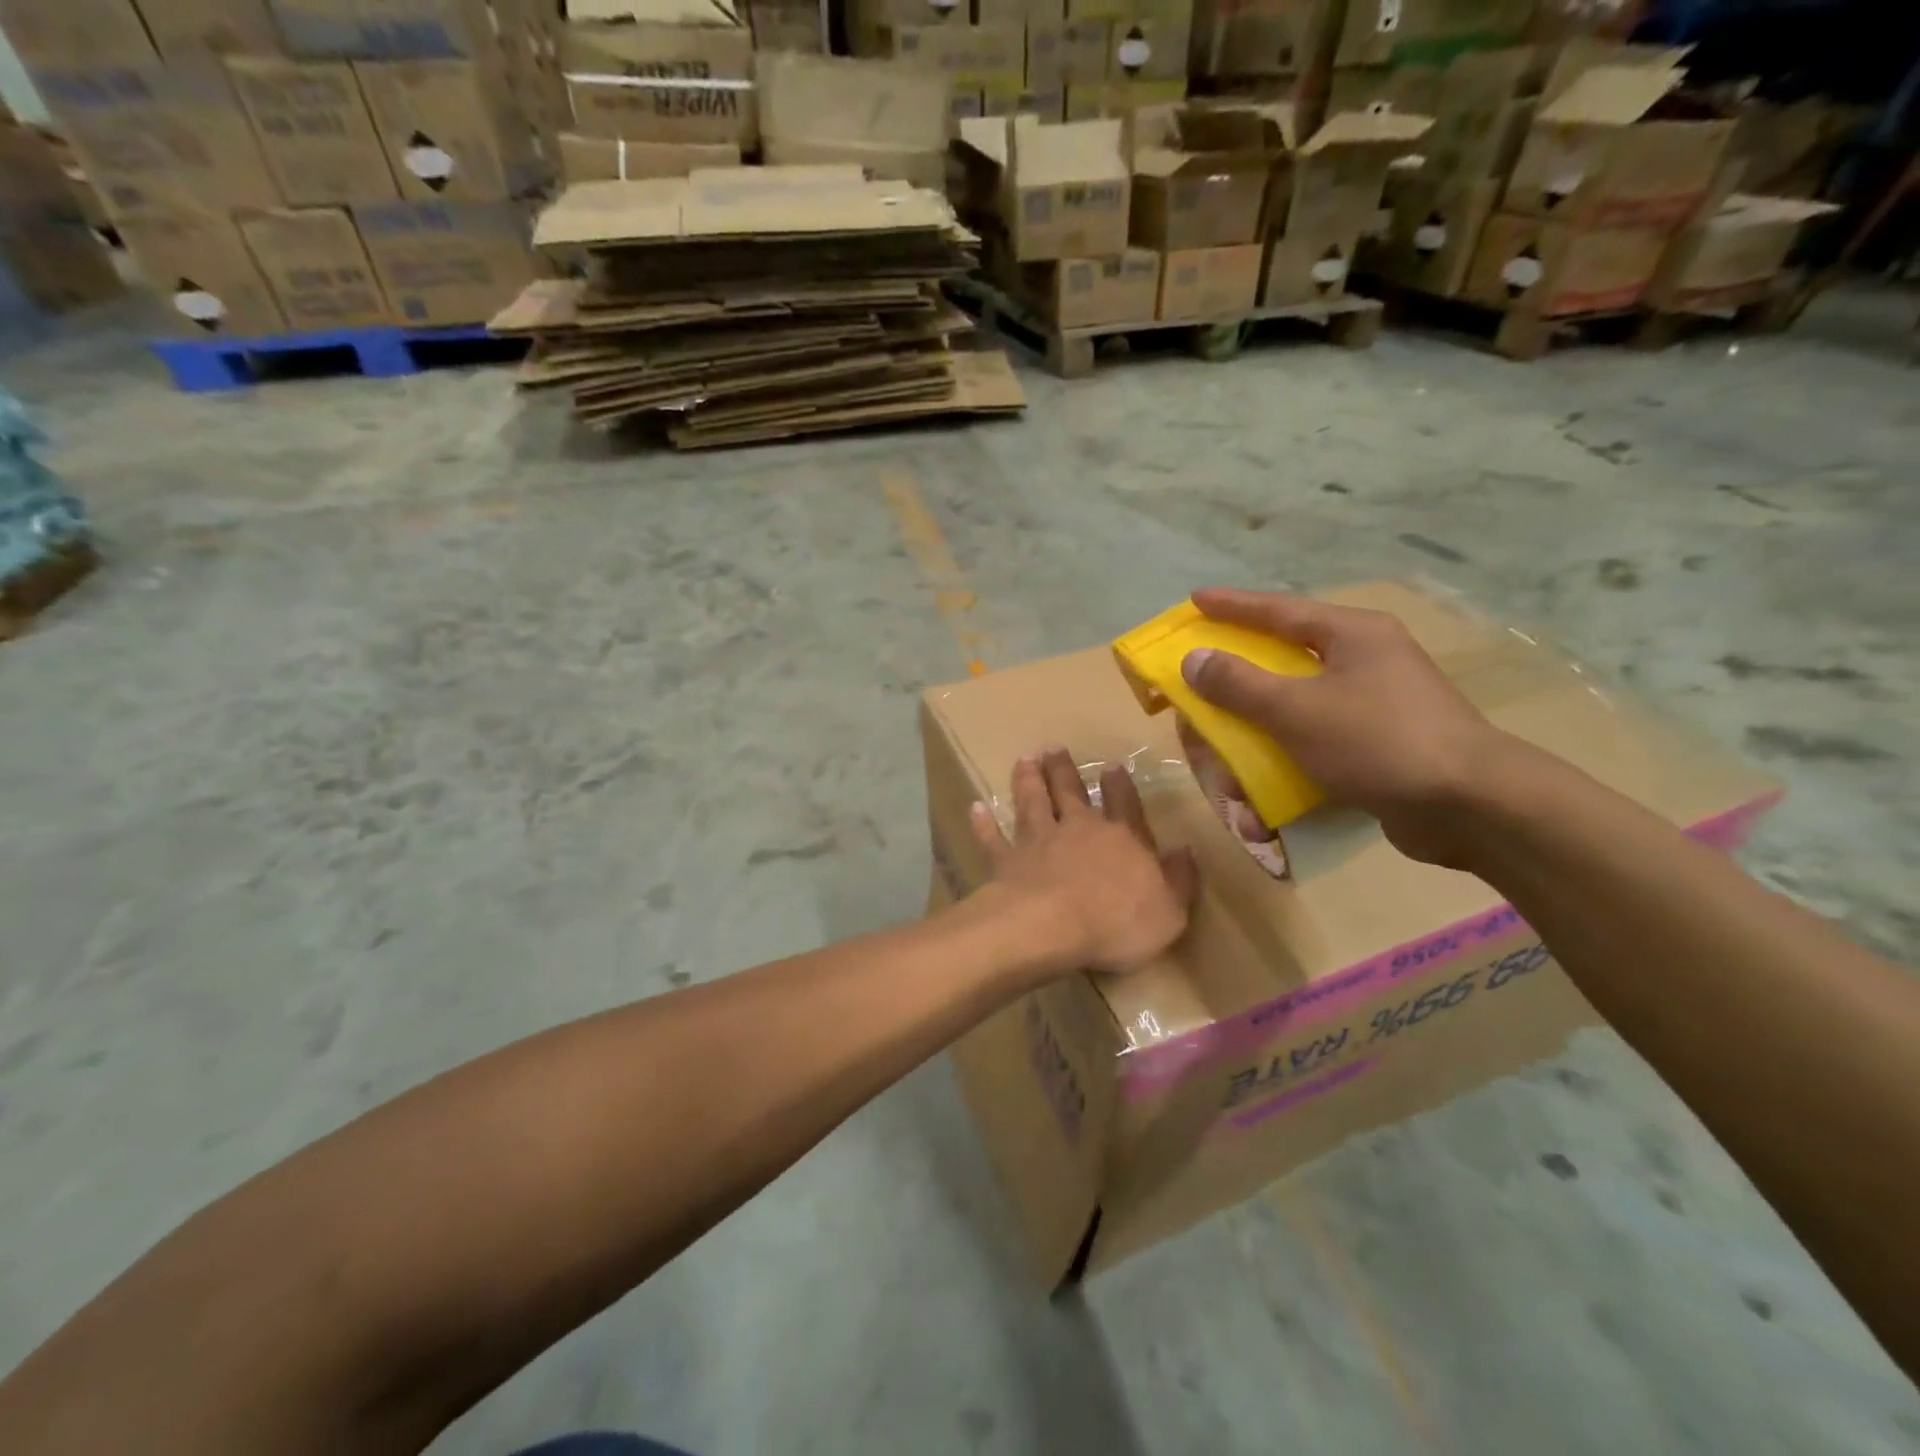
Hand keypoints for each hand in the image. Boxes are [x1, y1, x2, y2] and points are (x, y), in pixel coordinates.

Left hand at [970, 749, 1196, 972]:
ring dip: (1029, 781)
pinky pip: (994, 838)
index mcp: (1123, 841)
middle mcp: (1079, 830)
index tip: (1111, 765)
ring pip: (1033, 802)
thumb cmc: (1119, 924)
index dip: (1119, 787)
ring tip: (1025, 759)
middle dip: (1065, 770)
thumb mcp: (1170, 912)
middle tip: (1055, 748)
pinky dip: (984, 824)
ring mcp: (1039, 842)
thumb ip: (1179, 881)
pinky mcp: (1007, 860)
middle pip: (1072, 793)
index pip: (1124, 806)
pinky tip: (975, 808)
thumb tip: (1186, 851)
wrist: (1053, 926)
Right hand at [1179, 588, 1506, 866]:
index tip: (1194, 600)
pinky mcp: (1381, 743)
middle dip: (1239, 680)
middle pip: (1285, 659)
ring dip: (1258, 733)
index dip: (1232, 606)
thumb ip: (1239, 684)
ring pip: (1298, 706)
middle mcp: (1366, 660)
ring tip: (1230, 762)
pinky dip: (1287, 759)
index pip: (1279, 610)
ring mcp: (1377, 702)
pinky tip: (1266, 794)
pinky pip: (1317, 740)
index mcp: (1352, 635)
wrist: (1471, 806)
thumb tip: (1194, 658)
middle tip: (1201, 684)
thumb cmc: (1378, 741)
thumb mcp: (1296, 710)